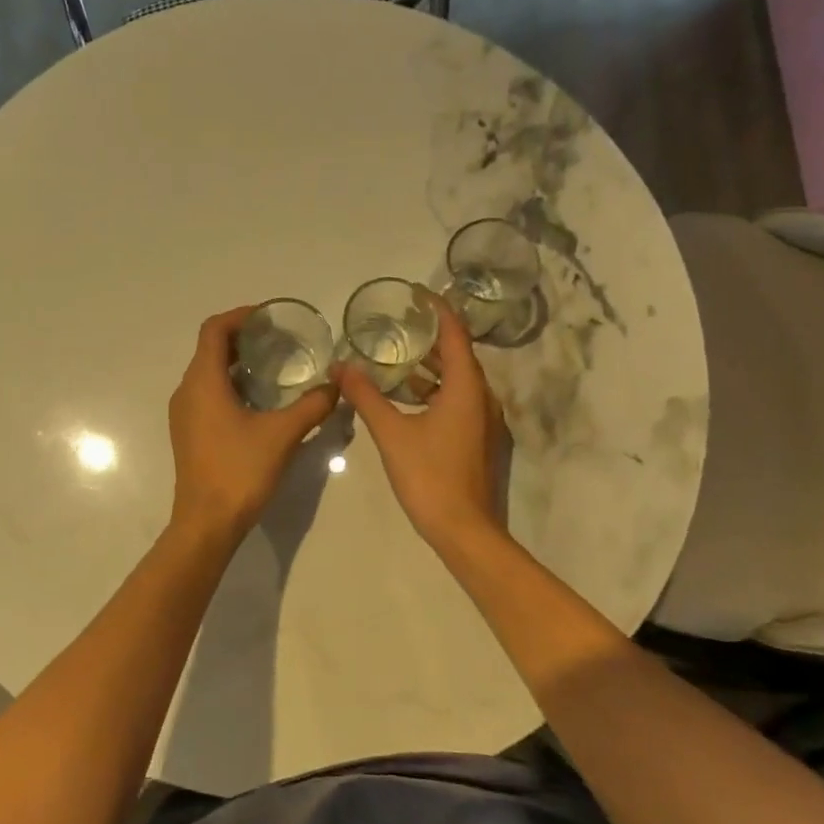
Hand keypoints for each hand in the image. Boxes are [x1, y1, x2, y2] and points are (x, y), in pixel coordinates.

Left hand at [167, 308, 339, 543]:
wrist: (207, 523)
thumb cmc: (240, 471)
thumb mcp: (283, 434)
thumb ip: (312, 405)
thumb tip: (337, 385)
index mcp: (203, 382)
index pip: (213, 330)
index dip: (240, 316)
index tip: (269, 318)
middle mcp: (187, 391)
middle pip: (209, 348)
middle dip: (242, 338)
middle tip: (279, 339)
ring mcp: (184, 413)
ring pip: (207, 372)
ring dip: (236, 362)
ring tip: (274, 366)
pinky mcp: (188, 432)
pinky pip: (206, 393)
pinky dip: (230, 384)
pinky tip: (259, 400)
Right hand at [334, 298, 507, 552]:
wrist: (463, 530)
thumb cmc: (429, 476)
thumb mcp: (392, 433)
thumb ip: (366, 397)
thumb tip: (341, 366)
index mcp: (467, 388)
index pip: (456, 334)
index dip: (438, 309)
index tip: (415, 293)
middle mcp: (482, 397)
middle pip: (458, 355)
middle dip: (430, 336)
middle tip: (398, 322)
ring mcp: (483, 420)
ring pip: (457, 380)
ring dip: (430, 366)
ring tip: (395, 356)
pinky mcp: (476, 439)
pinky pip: (456, 400)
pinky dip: (433, 390)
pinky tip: (404, 397)